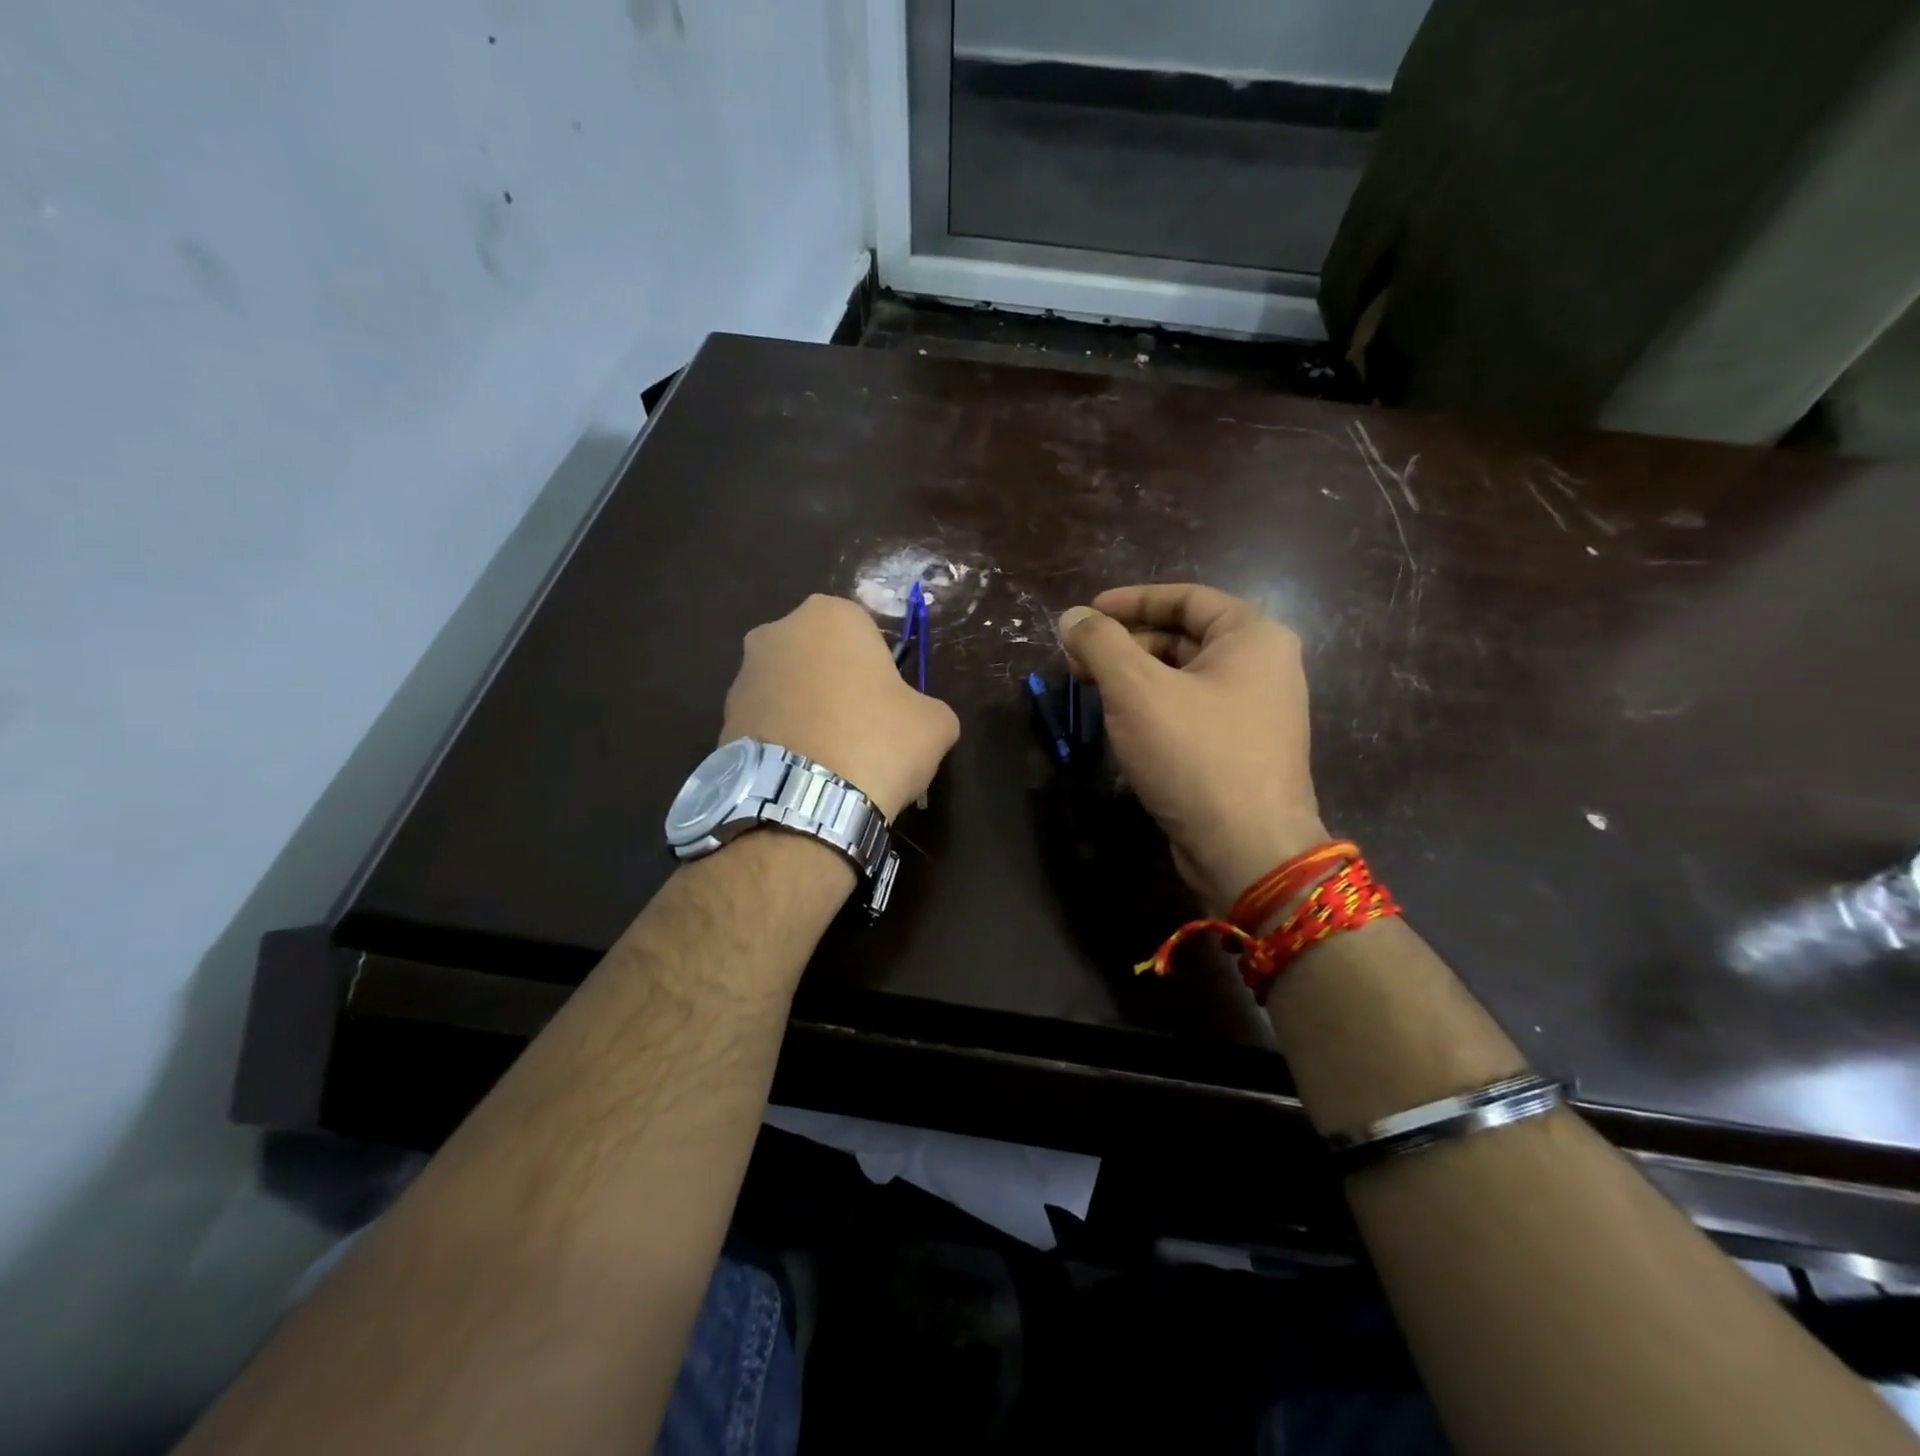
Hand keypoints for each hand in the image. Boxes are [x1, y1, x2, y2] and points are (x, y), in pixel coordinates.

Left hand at [722, 594, 959, 821]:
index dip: (881, 669)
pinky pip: (766, 722)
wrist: (805, 804)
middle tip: (862, 730)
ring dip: (808, 712)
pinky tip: (803, 773)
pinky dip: (784, 739)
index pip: (866, 632)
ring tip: (830, 760)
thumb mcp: (936, 723)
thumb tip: (916, 719)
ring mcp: (743, 675)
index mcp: (830, 615)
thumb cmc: (878, 743)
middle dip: (838, 685)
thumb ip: (928, 706)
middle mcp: (777, 631)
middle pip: (821, 656)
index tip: (889, 705)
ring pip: (790, 688)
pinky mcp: (723, 719)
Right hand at [1059, 584, 1326, 912]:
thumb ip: (1100, 644)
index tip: (1087, 613)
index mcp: (1253, 636)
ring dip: (1135, 676)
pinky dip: (1154, 706)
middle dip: (1126, 643)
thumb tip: (1072, 617)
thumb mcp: (1136, 689)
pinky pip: (1191, 710)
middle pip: (1184, 636)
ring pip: (1184, 677)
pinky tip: (1120, 722)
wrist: (1247, 849)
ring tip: (1091, 688)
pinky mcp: (1242, 749)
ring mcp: (1257, 711)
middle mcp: (1264, 666)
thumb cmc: (1195, 754)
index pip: (1186, 597)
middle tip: (1078, 658)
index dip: (1131, 600)